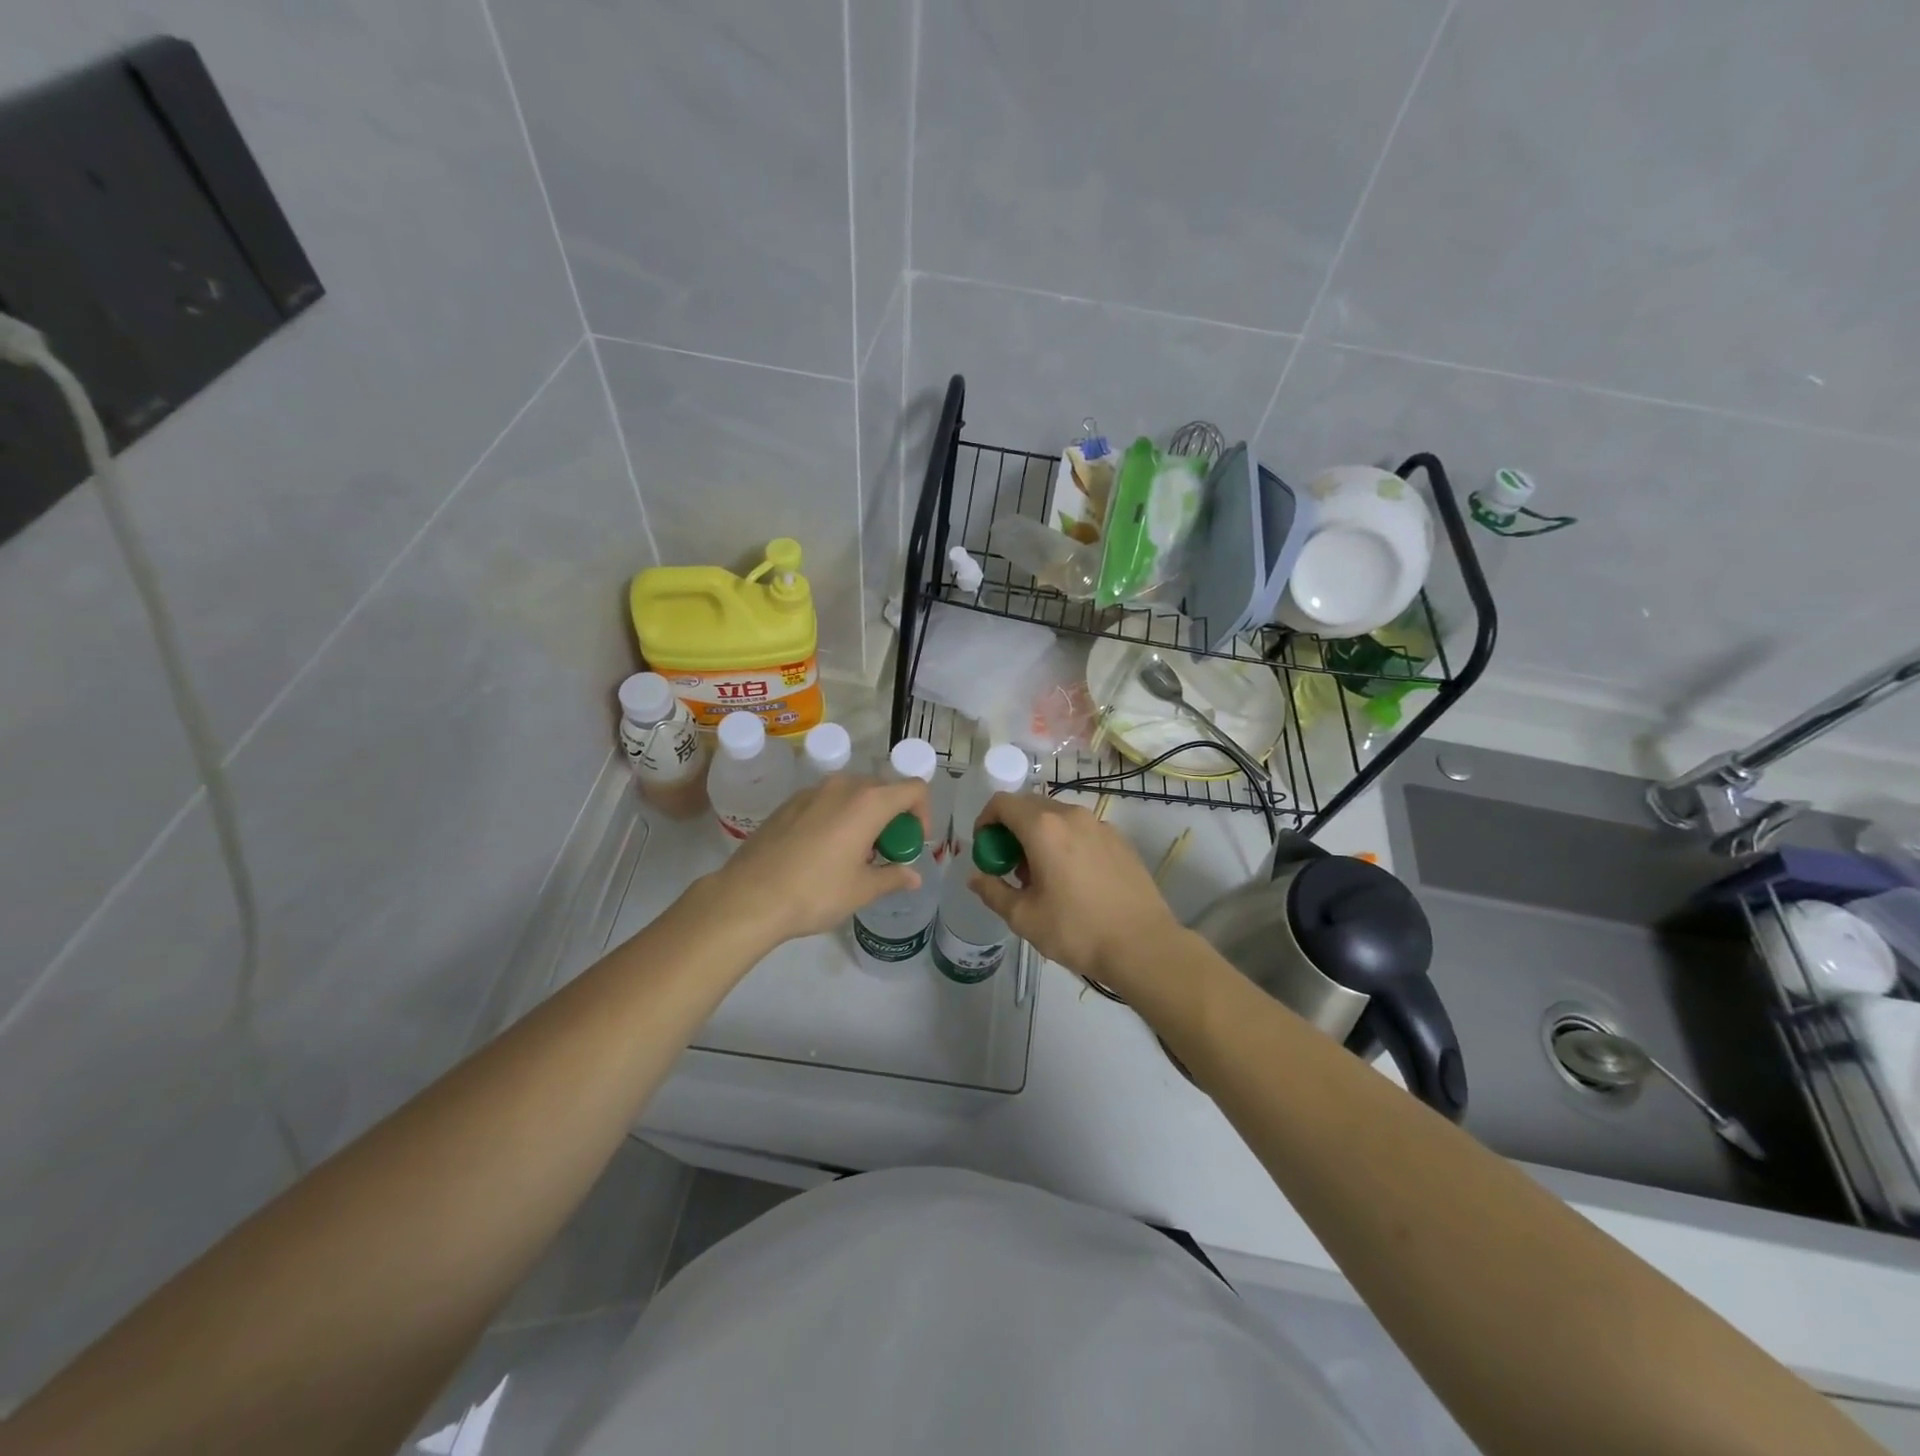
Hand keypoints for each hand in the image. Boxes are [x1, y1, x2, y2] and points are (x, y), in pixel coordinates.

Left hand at [705, 773, 931, 945]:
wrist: (748, 897)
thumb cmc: (815, 892)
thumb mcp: (861, 890)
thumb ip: (893, 877)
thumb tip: (913, 877)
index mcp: (868, 802)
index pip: (914, 789)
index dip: (923, 814)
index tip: (913, 844)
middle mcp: (842, 786)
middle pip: (883, 789)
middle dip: (893, 817)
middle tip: (886, 852)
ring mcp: (811, 791)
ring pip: (852, 794)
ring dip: (865, 816)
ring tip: (855, 853)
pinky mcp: (789, 803)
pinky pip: (826, 801)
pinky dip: (838, 817)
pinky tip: (823, 851)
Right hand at [968, 793, 1181, 986]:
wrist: (1143, 945)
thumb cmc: (1077, 930)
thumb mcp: (1024, 917)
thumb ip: (993, 891)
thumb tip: (976, 877)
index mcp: (1043, 828)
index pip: (1002, 803)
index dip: (985, 821)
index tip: (986, 850)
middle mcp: (1071, 815)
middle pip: (1029, 806)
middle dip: (1012, 830)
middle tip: (1010, 866)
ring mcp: (1100, 825)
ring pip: (1057, 818)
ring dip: (1039, 836)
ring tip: (1042, 877)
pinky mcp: (1119, 839)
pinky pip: (1081, 830)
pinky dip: (1066, 842)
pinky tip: (1073, 880)